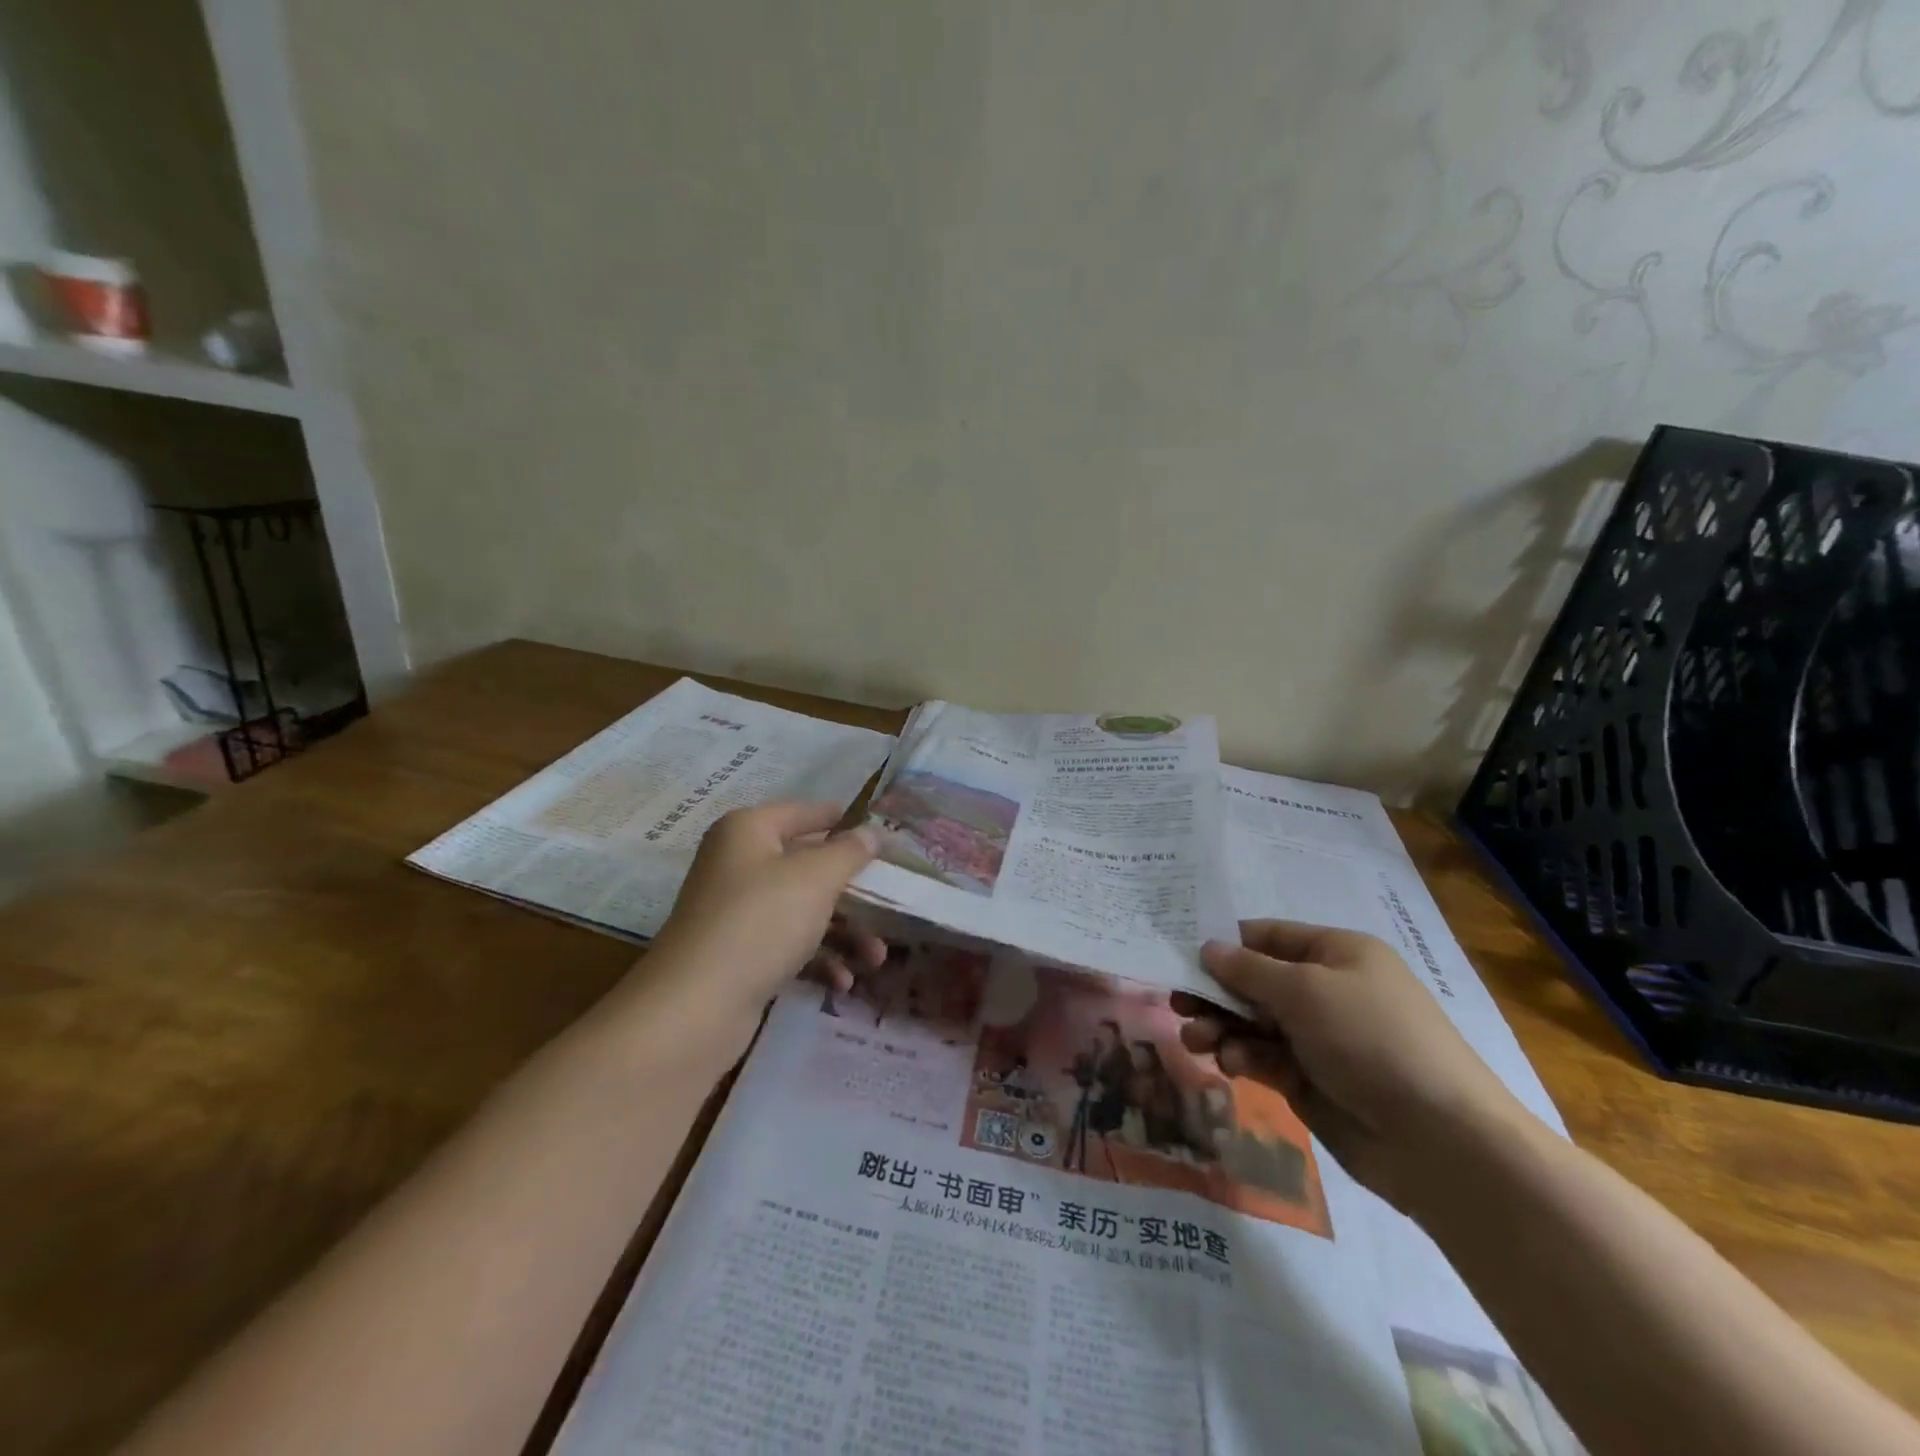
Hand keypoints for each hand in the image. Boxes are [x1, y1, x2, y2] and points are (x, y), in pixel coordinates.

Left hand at [638, 802, 885, 1039]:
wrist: (696, 1006)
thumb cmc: (762, 921)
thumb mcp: (816, 878)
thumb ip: (849, 851)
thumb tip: (870, 832)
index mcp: (749, 831)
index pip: (805, 813)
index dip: (844, 822)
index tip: (883, 837)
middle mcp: (739, 863)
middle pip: (808, 866)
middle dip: (853, 892)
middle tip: (889, 906)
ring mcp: (737, 911)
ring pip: (803, 909)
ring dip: (844, 932)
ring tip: (876, 960)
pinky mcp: (739, 953)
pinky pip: (788, 944)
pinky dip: (818, 959)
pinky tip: (842, 982)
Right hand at [1173, 920, 1530, 1212]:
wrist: (1439, 1141)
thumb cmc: (1371, 1038)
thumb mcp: (1304, 990)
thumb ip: (1248, 970)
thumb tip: (1207, 947)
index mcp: (1337, 953)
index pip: (1268, 937)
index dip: (1225, 944)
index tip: (1179, 954)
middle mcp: (1328, 991)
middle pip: (1255, 982)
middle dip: (1215, 992)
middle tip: (1175, 1003)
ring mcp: (1321, 1039)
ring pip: (1254, 1023)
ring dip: (1221, 1028)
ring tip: (1194, 1039)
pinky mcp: (1313, 1081)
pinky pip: (1266, 1059)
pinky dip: (1245, 1059)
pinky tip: (1232, 1066)